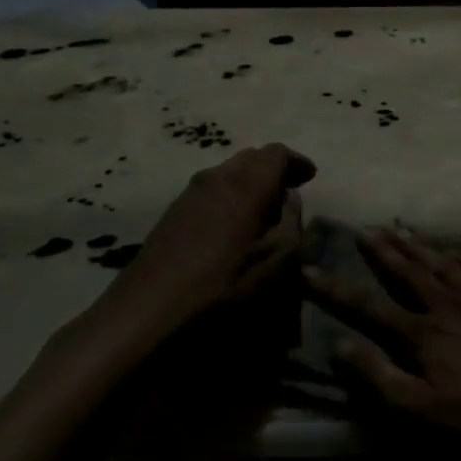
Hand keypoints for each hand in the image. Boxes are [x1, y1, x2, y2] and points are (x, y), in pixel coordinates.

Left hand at [106, 143, 315, 327]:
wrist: (150, 307)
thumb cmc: (225, 283)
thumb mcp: (277, 259)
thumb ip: (290, 221)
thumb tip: (289, 198)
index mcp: (248, 184)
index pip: (277, 153)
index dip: (297, 161)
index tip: (310, 177)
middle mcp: (218, 176)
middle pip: (252, 156)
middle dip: (274, 168)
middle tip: (290, 189)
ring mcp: (191, 191)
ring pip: (229, 170)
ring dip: (251, 180)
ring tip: (263, 206)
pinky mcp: (174, 209)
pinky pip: (212, 187)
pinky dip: (231, 192)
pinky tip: (234, 220)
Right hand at [304, 228, 460, 437]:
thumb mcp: (425, 411)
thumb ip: (381, 378)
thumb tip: (339, 346)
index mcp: (422, 333)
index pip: (367, 306)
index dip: (335, 290)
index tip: (308, 269)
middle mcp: (447, 304)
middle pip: (407, 272)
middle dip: (381, 252)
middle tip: (363, 230)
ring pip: (442, 263)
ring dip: (418, 247)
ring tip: (399, 230)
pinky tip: (460, 252)